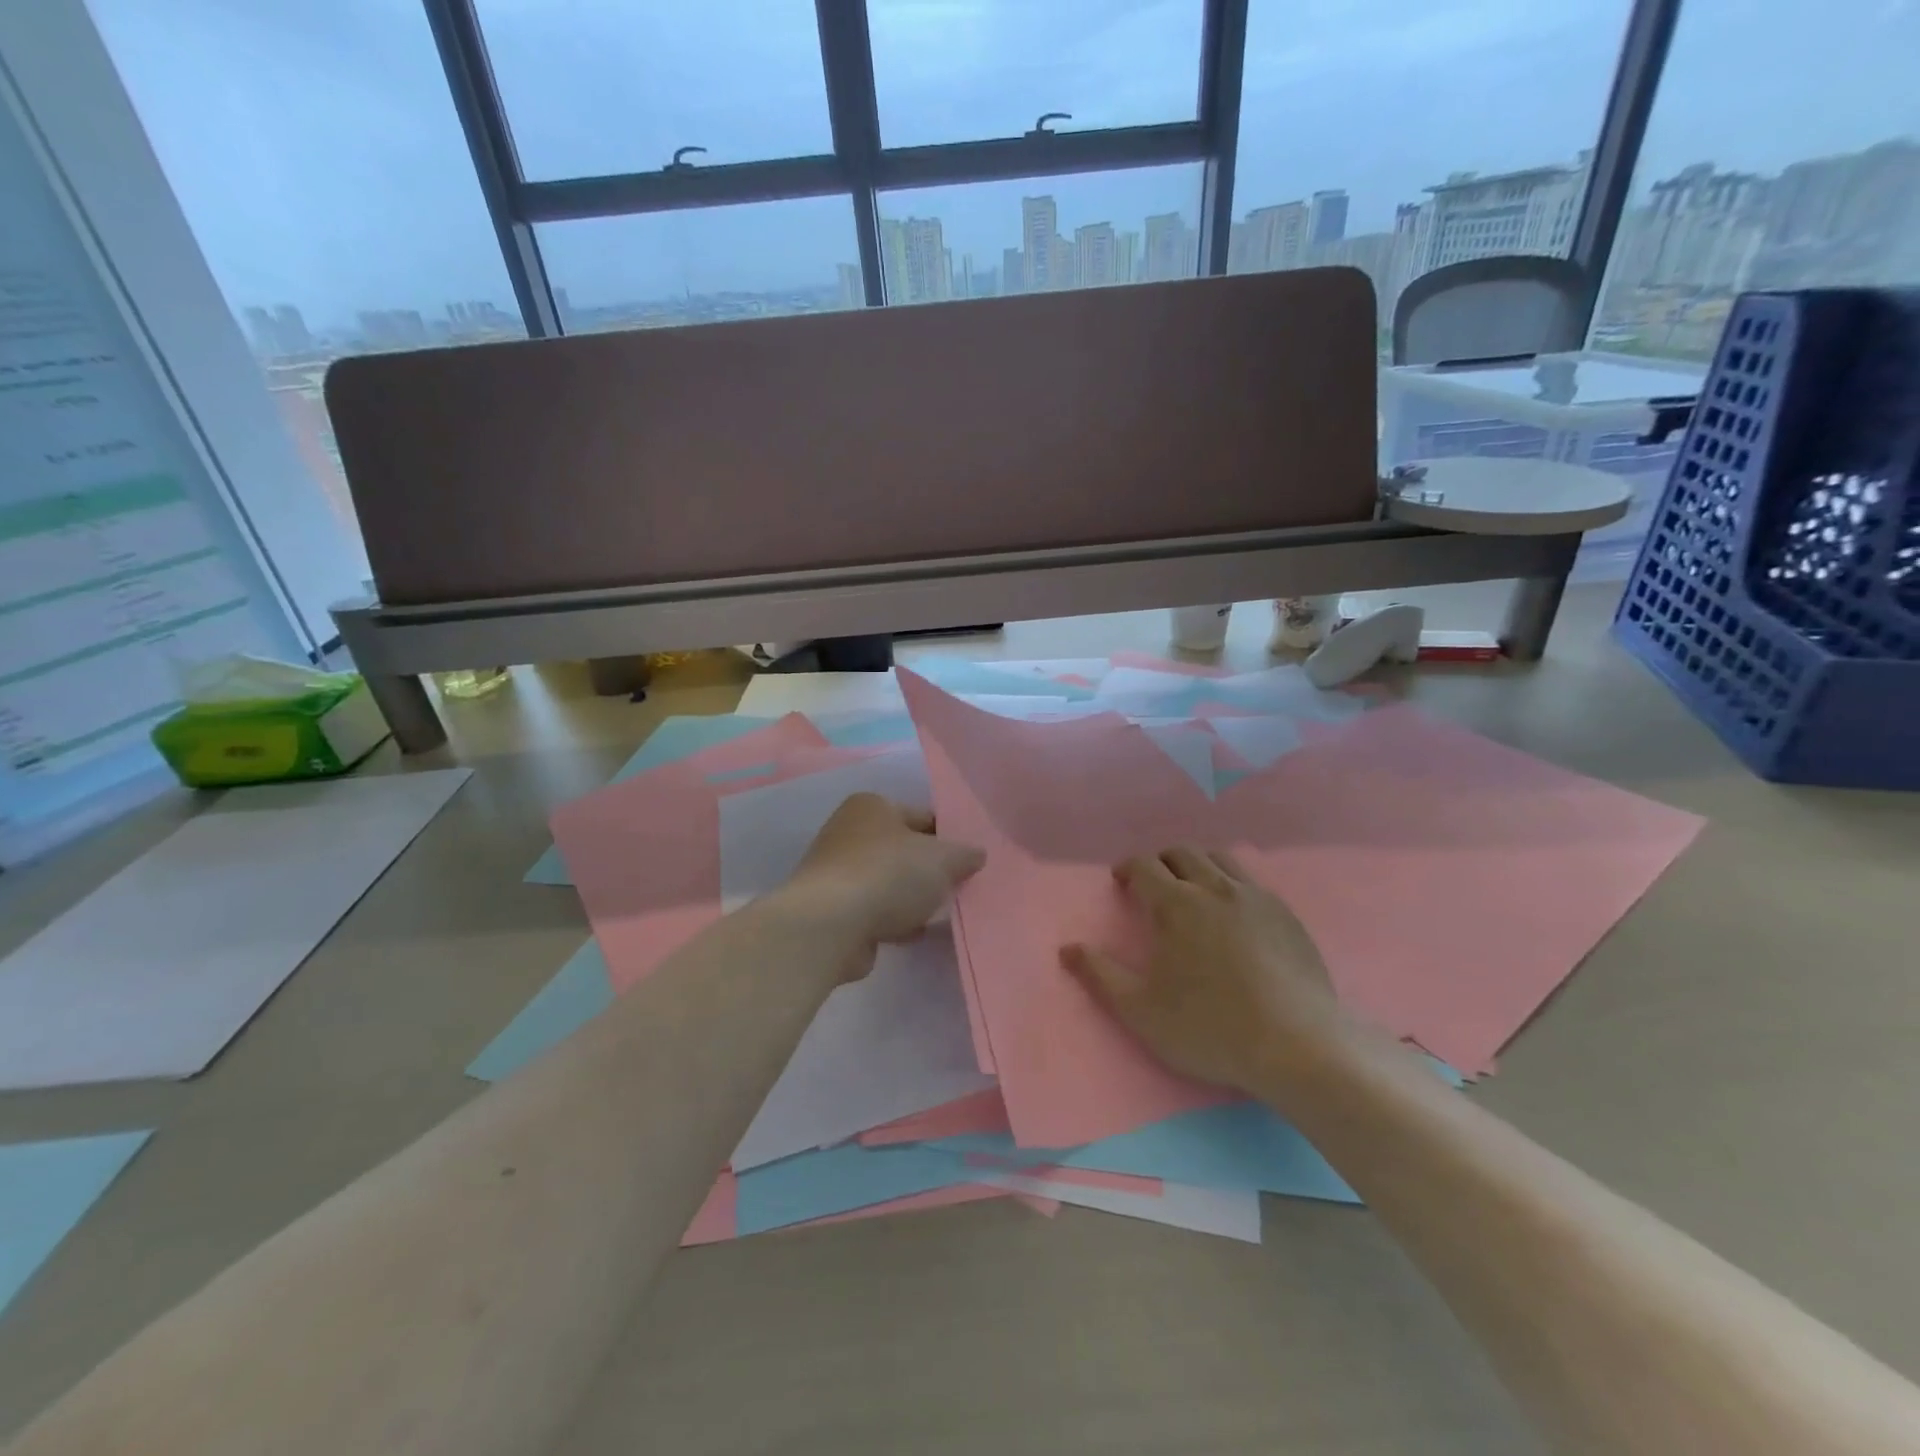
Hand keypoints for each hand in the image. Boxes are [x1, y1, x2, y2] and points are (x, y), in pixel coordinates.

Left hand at [780, 793, 984, 953]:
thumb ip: (964, 854)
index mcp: (871, 806)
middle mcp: (848, 832)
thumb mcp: (942, 859)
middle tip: (958, 887)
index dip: (948, 837)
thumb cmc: (888, 875)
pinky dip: (892, 919)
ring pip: (888, 882)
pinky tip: (912, 932)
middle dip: (928, 870)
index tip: (969, 861)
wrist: (831, 925)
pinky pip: (873, 910)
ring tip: (938, 913)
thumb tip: (976, 854)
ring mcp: (836, 872)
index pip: (921, 816)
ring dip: (910, 898)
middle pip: (902, 850)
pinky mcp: (832, 910)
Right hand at [1061, 847, 1345, 1094]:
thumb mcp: (1140, 1010)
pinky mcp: (1286, 915)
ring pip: (1220, 859)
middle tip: (1152, 884)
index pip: (1145, 866)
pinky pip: (1251, 881)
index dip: (1128, 868)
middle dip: (1161, 861)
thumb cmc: (1209, 1027)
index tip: (1121, 881)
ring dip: (1197, 865)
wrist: (1297, 1046)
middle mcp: (1215, 888)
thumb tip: (1067, 949)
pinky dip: (1231, 883)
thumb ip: (1100, 975)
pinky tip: (1233, 912)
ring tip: (1191, 889)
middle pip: (1183, 854)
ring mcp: (1256, 898)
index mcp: (1177, 904)